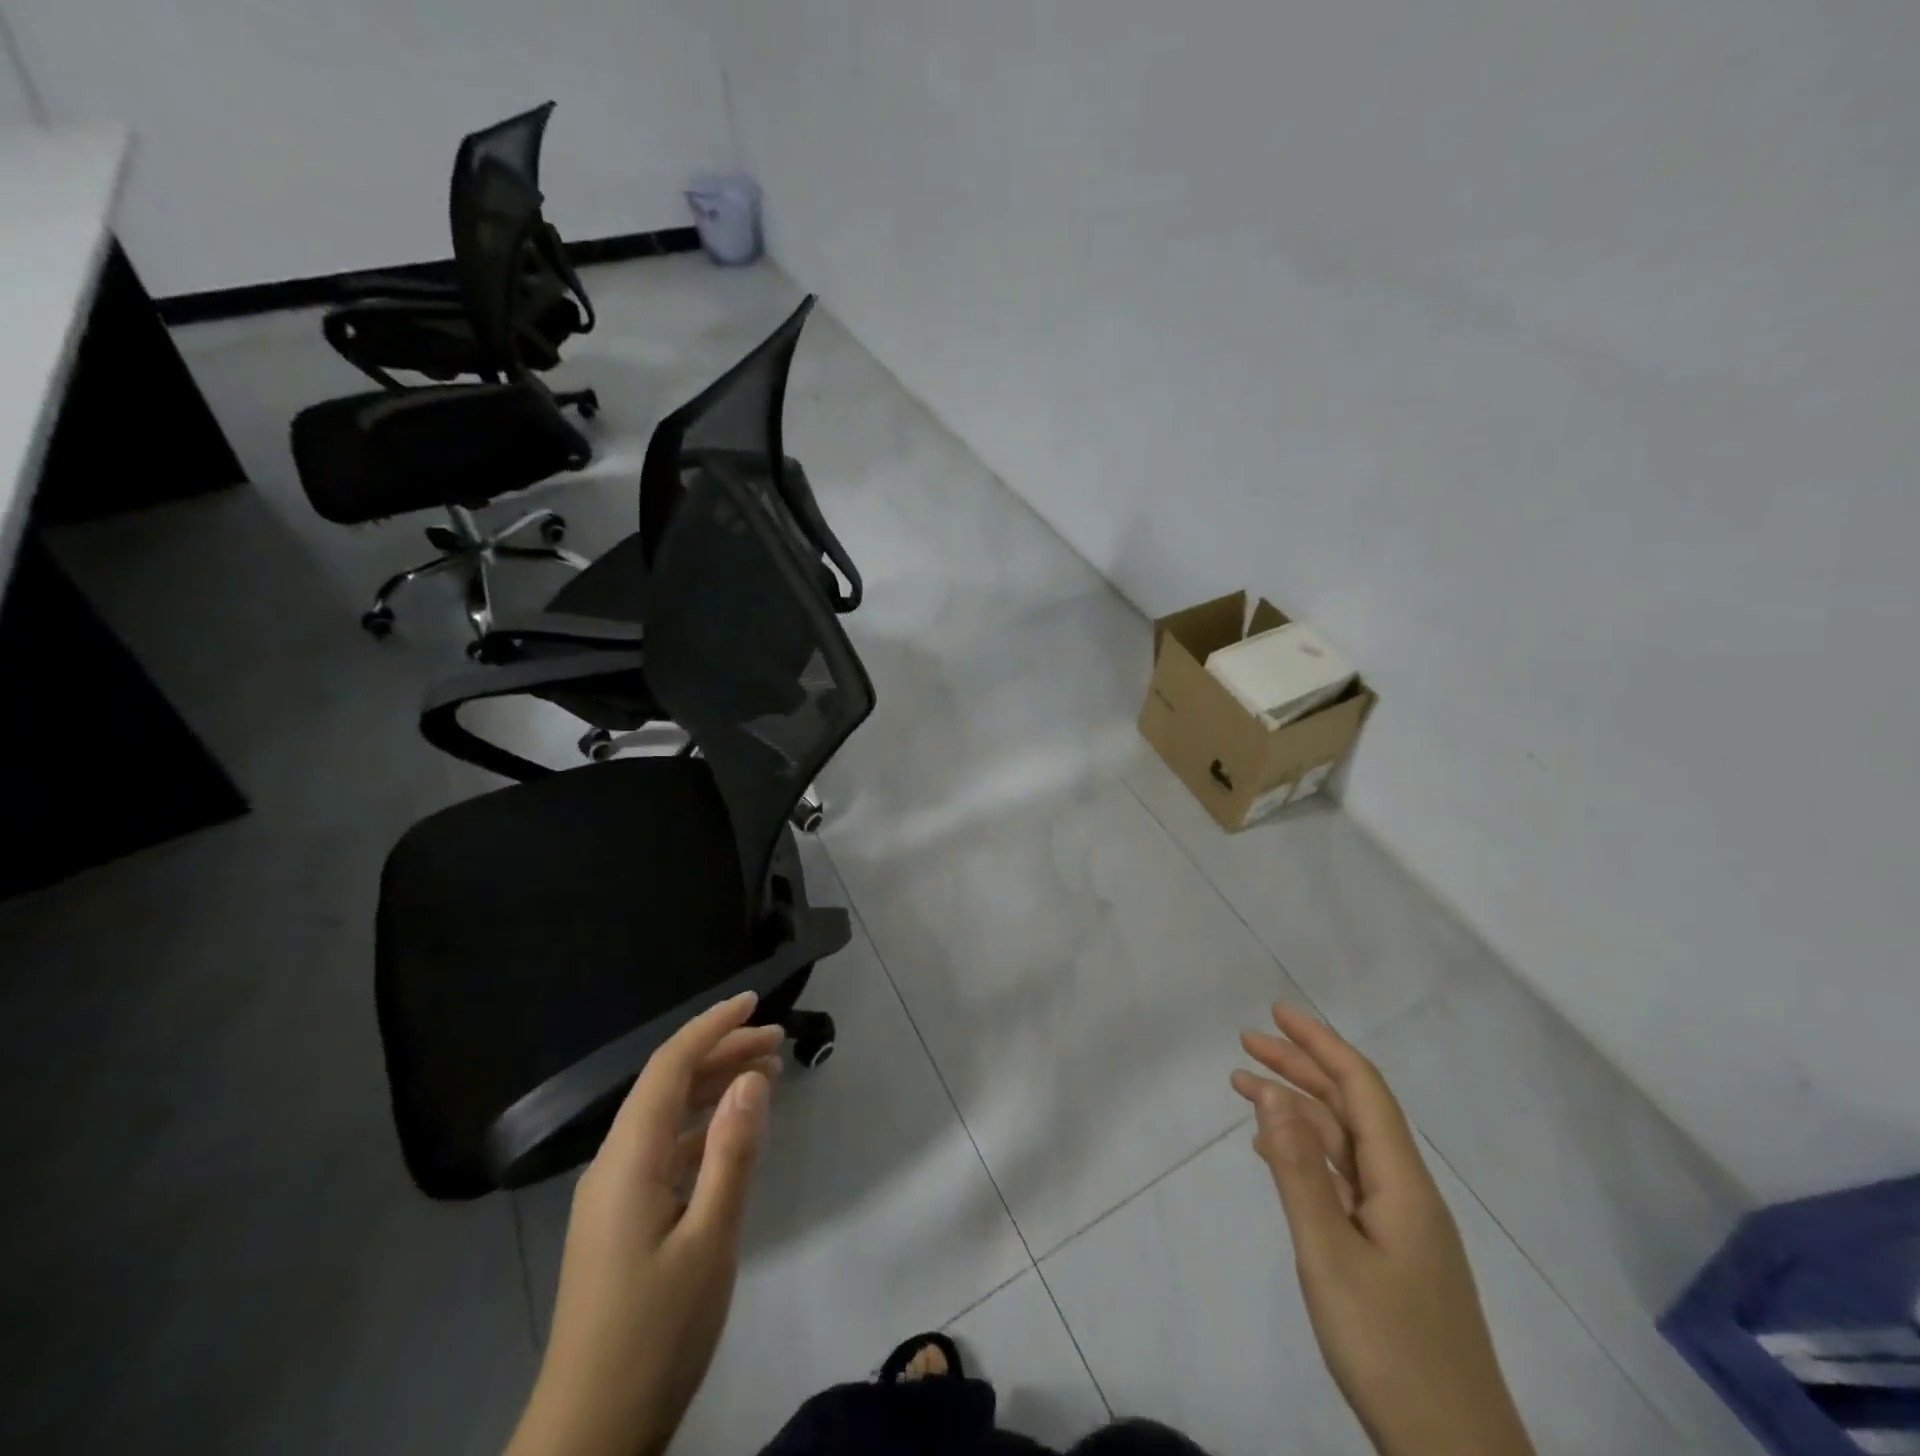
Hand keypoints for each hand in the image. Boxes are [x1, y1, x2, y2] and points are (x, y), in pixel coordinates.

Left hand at [506, 992, 782, 1455]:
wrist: (588, 1436)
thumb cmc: (655, 1335)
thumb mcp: (709, 1241)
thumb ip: (732, 1154)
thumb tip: (751, 1078)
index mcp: (628, 1160)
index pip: (669, 1067)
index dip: (711, 1027)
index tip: (754, 1003)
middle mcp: (614, 1164)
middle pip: (669, 1085)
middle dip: (722, 1053)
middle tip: (778, 1042)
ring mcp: (614, 1194)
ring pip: (668, 1117)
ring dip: (714, 1088)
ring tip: (767, 1074)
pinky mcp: (622, 1220)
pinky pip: (666, 1150)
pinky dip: (704, 1128)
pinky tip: (734, 1133)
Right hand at [1232, 1007, 1534, 1455]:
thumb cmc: (1391, 1350)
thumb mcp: (1330, 1255)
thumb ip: (1299, 1172)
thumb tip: (1271, 1095)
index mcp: (1402, 1183)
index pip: (1362, 1088)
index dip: (1321, 1043)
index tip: (1277, 1014)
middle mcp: (1405, 1191)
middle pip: (1351, 1108)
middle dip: (1301, 1067)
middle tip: (1246, 1043)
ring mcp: (1399, 1224)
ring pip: (1344, 1144)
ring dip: (1297, 1109)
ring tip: (1244, 1088)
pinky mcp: (1389, 1252)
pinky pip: (1342, 1179)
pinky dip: (1305, 1152)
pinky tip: (1273, 1154)